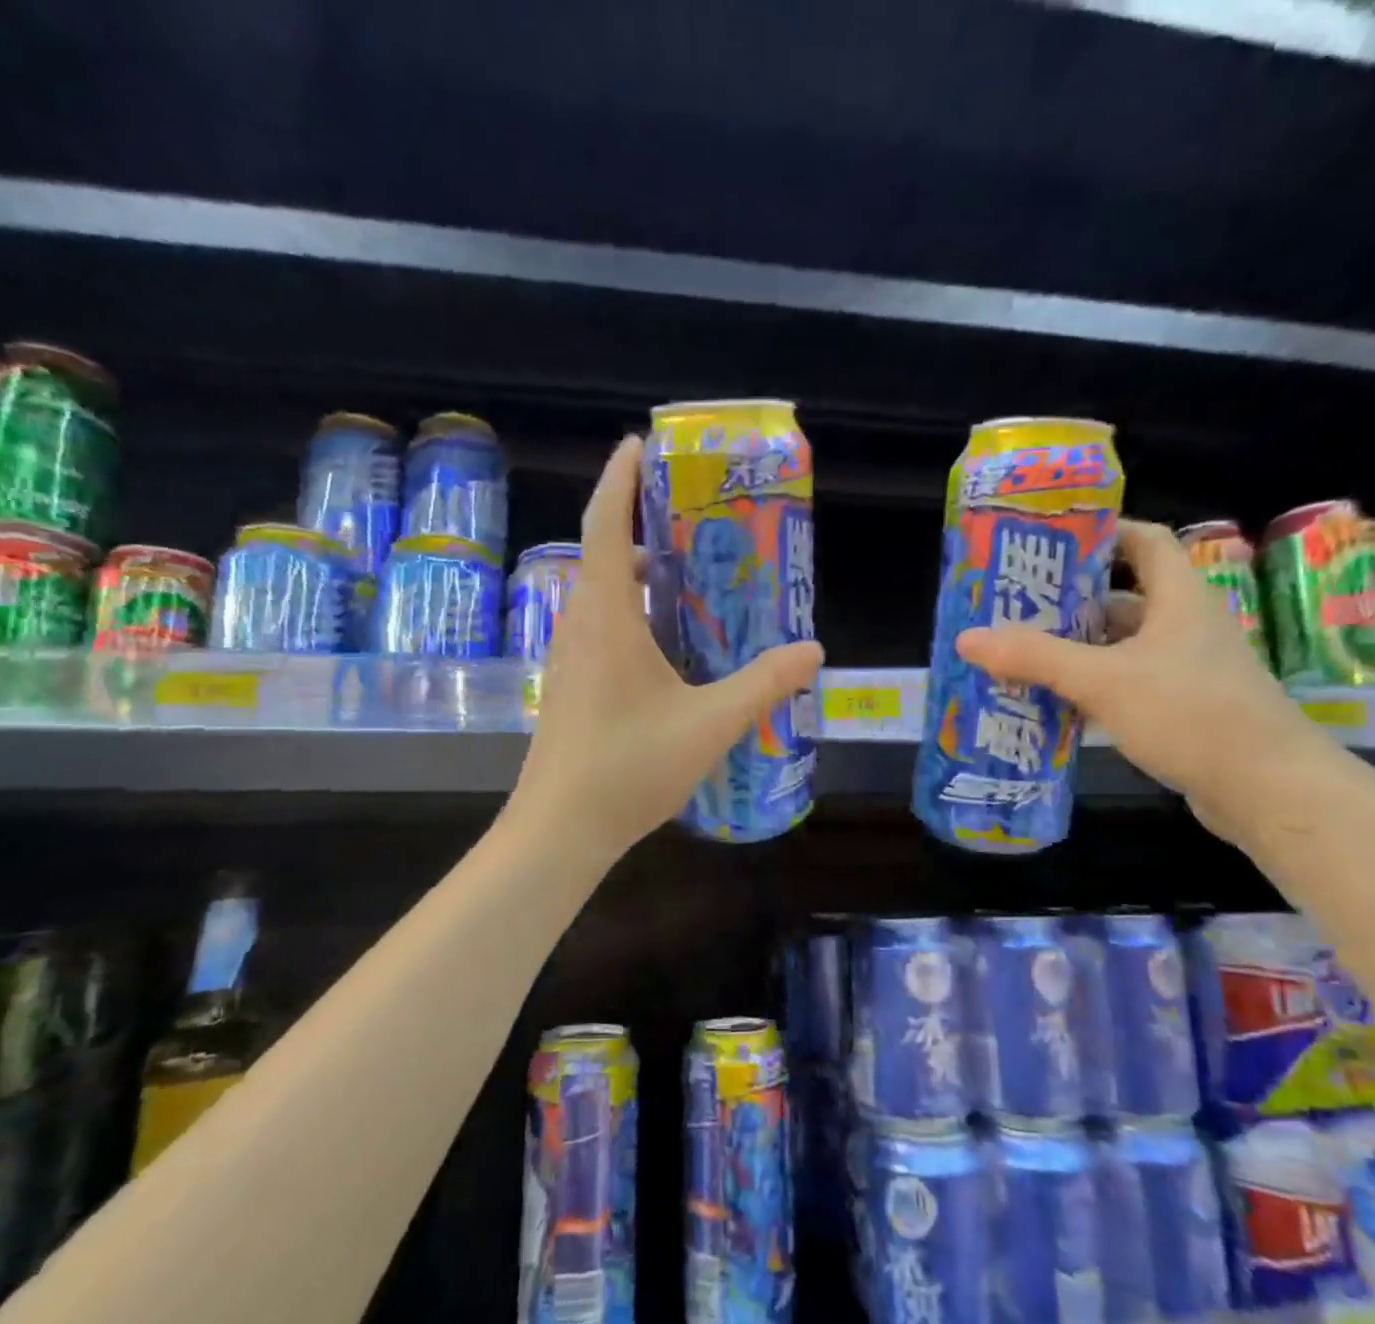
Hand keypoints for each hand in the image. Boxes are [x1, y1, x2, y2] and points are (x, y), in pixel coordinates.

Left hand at [505, 436, 824, 860]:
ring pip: (599, 595)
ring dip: (633, 571)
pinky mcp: (570, 687)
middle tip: (687, 513)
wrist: (560, 829)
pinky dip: (629, 611)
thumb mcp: (709, 724)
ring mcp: (568, 659)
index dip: (619, 479)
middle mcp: (579, 627)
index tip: (638, 444)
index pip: (604, 526)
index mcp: (606, 618)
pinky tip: (665, 640)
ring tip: (684, 570)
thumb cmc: (629, 767)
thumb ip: (762, 684)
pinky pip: (599, 627)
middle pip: (601, 554)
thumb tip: (813, 651)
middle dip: (636, 522)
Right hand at [954, 518, 1334, 841]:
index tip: (1048, 543)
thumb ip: (1035, 657)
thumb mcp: (1104, 680)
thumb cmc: (1191, 714)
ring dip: (1072, 650)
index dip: (1101, 533)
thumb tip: (967, 638)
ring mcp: (1183, 669)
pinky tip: (1049, 702)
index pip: (1144, 541)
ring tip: (1016, 655)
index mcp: (1177, 598)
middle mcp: (1183, 626)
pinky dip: (1088, 687)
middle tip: (1011, 609)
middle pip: (1120, 598)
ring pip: (1117, 647)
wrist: (1266, 788)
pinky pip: (1123, 684)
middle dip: (1066, 603)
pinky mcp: (1179, 708)